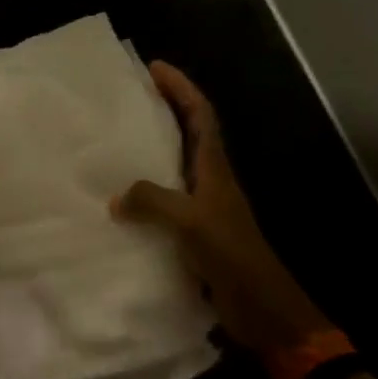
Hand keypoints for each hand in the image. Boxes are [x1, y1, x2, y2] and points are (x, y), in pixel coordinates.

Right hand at [111, 62, 329, 358]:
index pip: (200, 115)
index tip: (154, 67)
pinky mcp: (194, 233)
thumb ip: (152, 202)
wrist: (264, 311)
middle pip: (188, 133)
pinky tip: (118, 201)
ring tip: (113, 142)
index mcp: (215, 169)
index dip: (181, 88)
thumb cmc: (234, 257)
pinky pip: (163, 201)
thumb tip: (115, 197)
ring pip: (173, 166)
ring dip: (150, 150)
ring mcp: (203, 208)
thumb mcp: (192, 223)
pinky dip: (143, 192)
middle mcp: (210, 181)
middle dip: (163, 110)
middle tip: (126, 98)